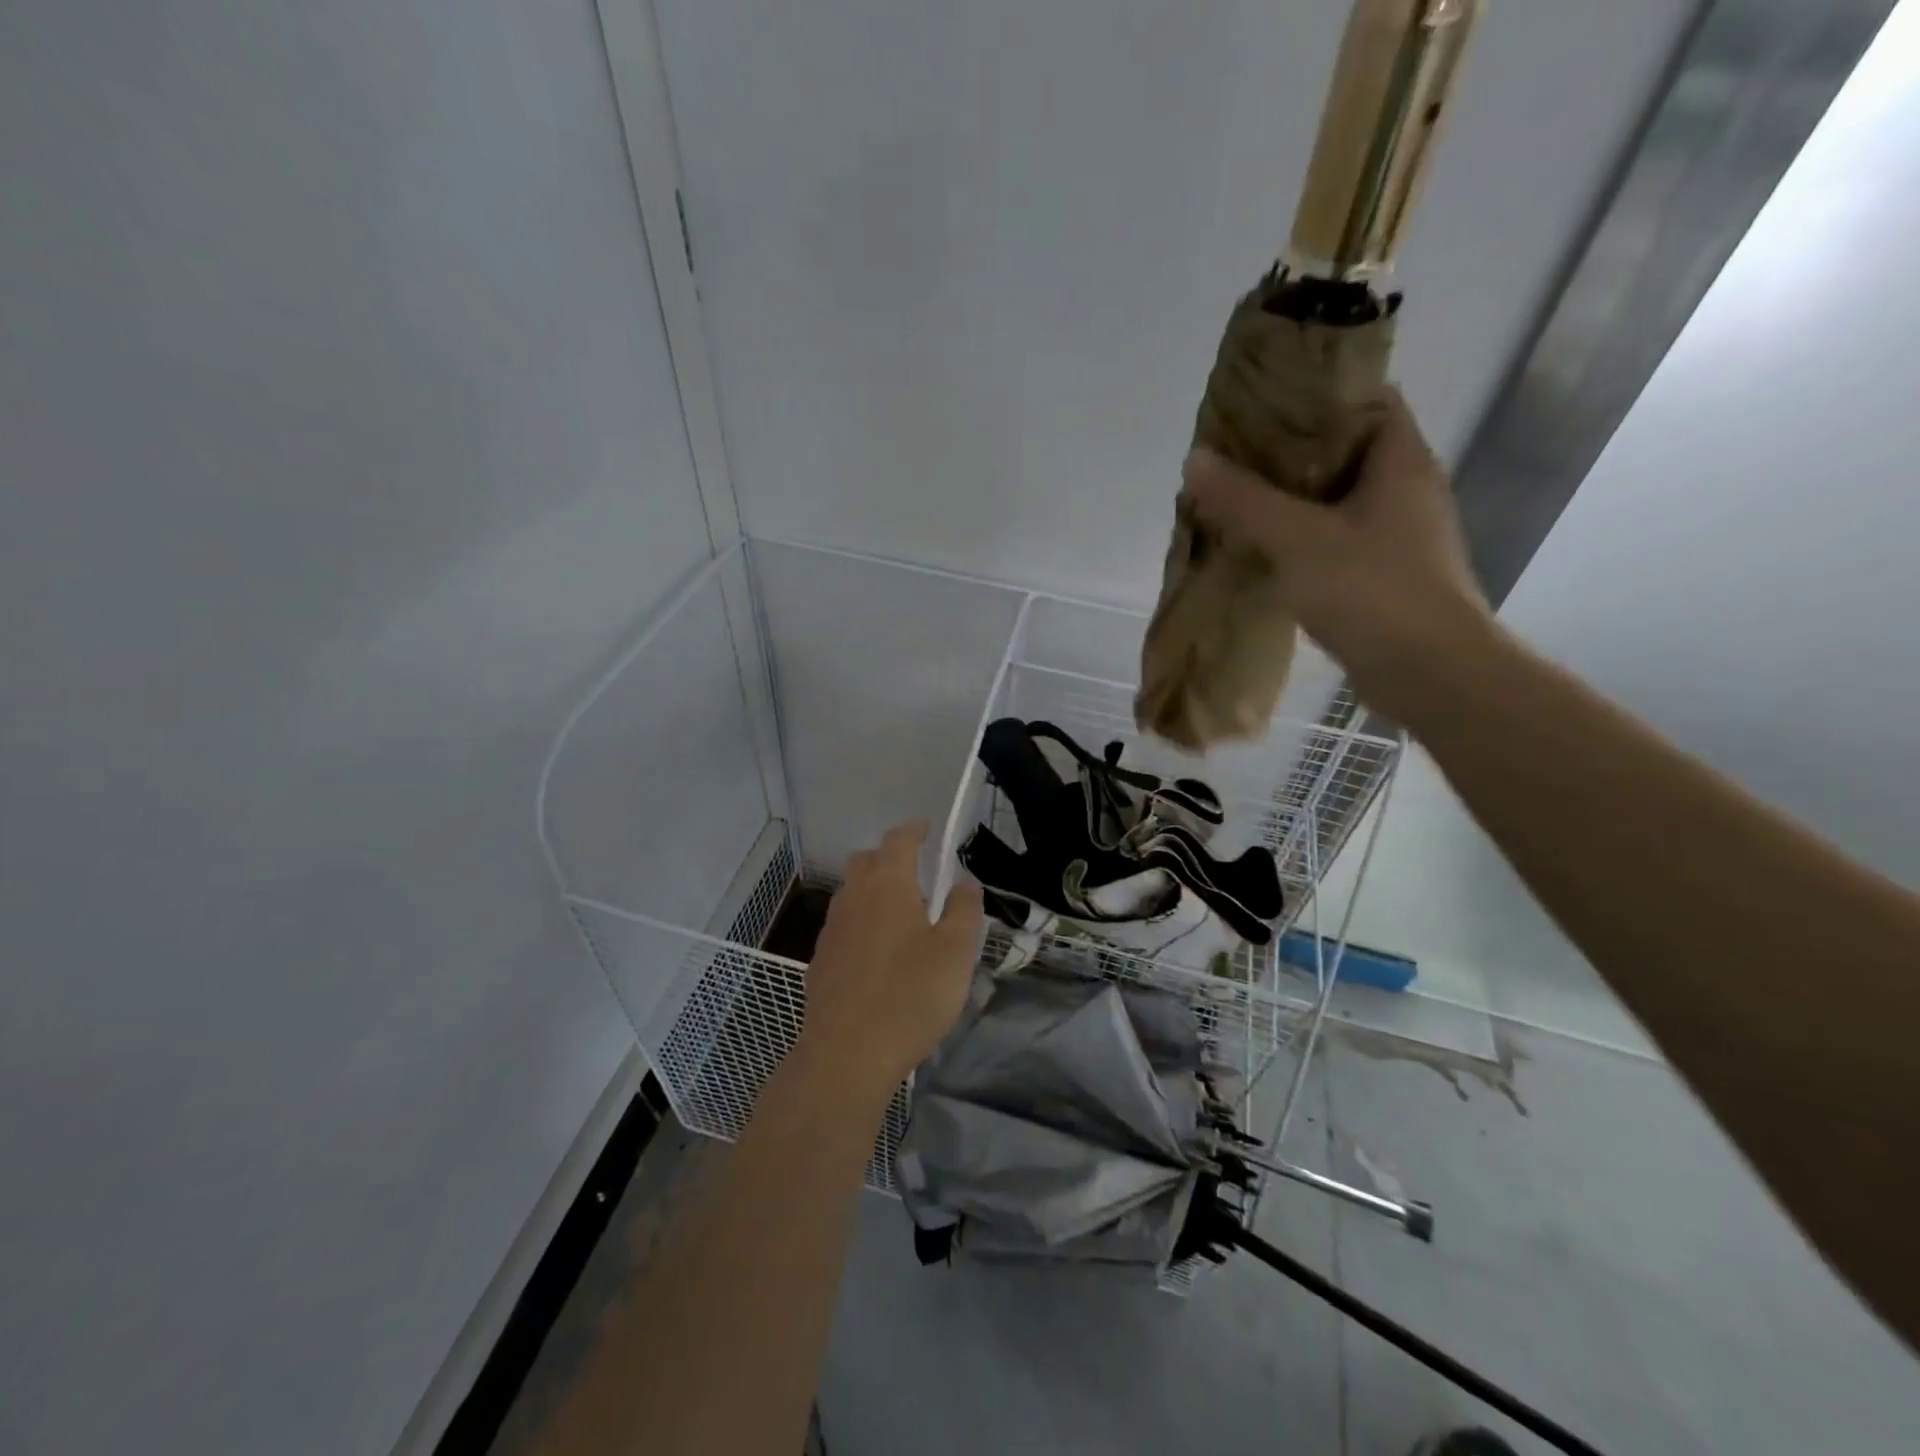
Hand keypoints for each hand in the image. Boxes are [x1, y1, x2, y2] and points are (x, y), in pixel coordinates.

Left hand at [796, 822, 983, 1101]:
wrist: (846, 1054)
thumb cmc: (910, 995)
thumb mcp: (956, 951)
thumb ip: (964, 909)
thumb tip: (964, 882)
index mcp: (887, 884)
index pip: (898, 840)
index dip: (914, 830)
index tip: (928, 829)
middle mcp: (854, 897)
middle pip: (866, 861)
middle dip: (889, 857)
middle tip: (916, 873)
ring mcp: (832, 929)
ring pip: (851, 893)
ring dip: (873, 891)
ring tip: (901, 914)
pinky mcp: (820, 961)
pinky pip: (843, 926)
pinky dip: (861, 923)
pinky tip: (877, 954)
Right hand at [1184, 387, 1494, 720]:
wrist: (1430, 673)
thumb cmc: (1372, 591)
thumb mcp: (1299, 539)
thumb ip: (1245, 500)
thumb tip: (1195, 460)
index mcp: (1401, 461)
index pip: (1365, 398)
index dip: (1315, 393)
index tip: (1263, 401)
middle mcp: (1406, 489)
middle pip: (1345, 449)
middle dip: (1290, 450)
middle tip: (1235, 453)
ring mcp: (1399, 535)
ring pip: (1337, 499)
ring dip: (1291, 498)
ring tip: (1238, 497)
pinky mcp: (1385, 575)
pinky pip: (1335, 539)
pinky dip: (1300, 537)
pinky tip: (1262, 548)